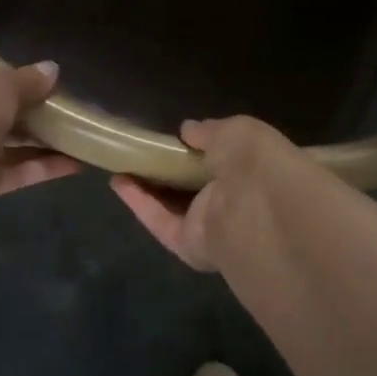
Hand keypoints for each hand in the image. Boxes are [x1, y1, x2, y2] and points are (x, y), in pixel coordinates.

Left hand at [0, 62, 81, 219]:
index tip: (37, 82)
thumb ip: (28, 80)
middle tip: (66, 110)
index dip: (6, 81)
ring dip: (43, 143)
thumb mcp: (1, 83)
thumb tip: (53, 70)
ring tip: (79, 137)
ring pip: (9, 146)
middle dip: (30, 114)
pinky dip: (44, 168)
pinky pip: (17, 173)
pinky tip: (77, 164)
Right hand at [110, 116, 298, 270]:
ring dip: (149, 187)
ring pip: (175, 206)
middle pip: (198, 186)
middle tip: (145, 151)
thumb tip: (188, 130)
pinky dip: (139, 203)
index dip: (206, 150)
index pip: (230, 161)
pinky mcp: (189, 245)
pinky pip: (160, 222)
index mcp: (257, 173)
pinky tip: (117, 181)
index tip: (181, 138)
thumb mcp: (237, 131)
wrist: (259, 209)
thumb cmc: (257, 162)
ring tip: (121, 164)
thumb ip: (210, 130)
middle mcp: (237, 202)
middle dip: (173, 170)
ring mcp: (213, 226)